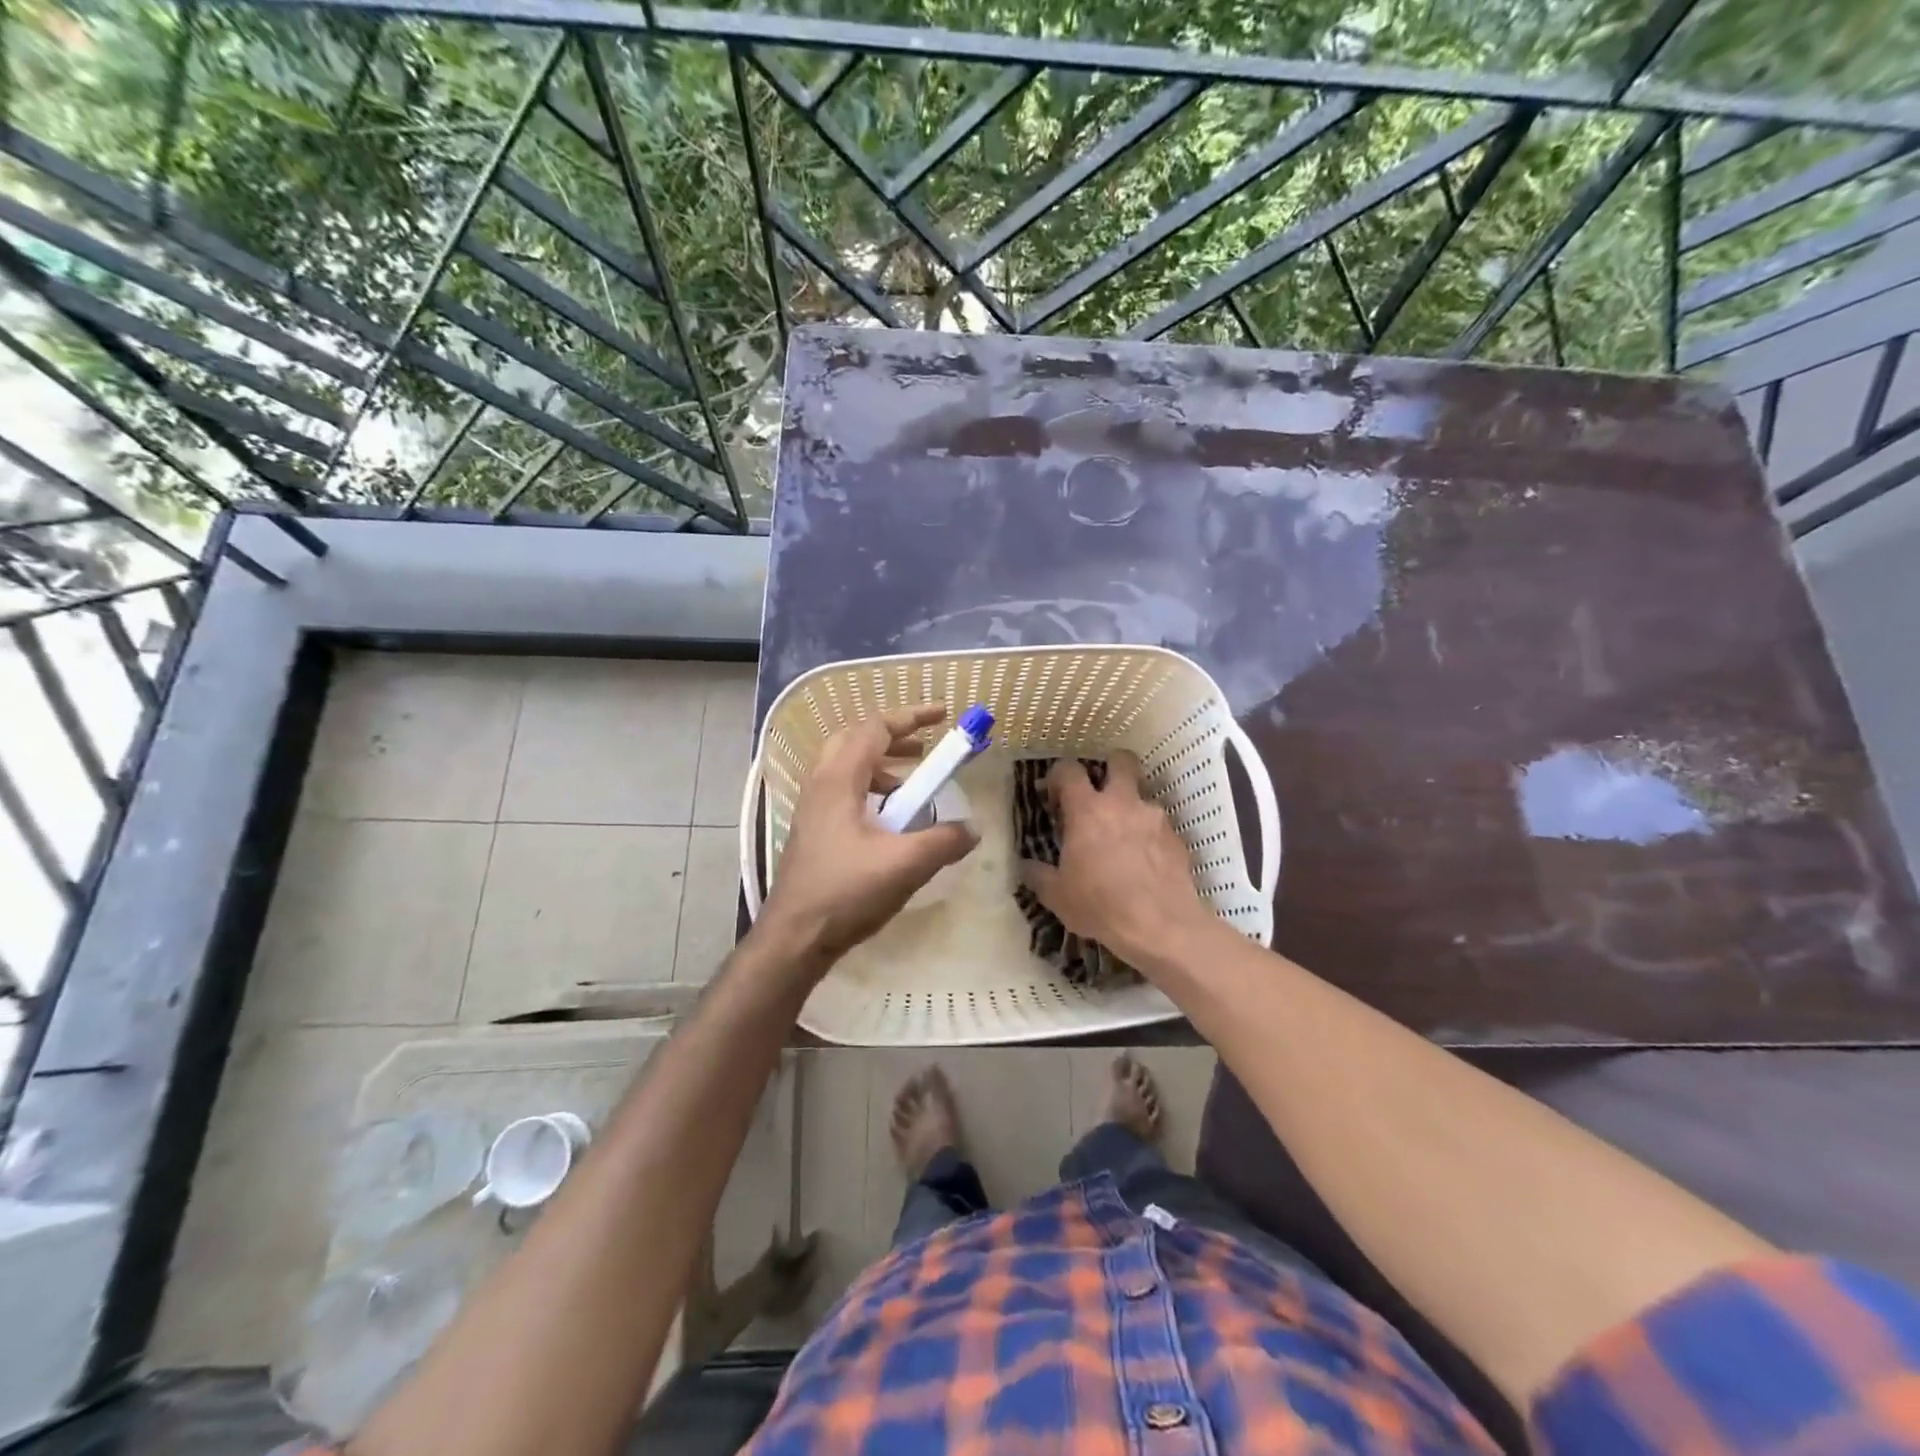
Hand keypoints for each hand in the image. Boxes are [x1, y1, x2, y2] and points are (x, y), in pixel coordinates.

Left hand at [756, 703, 977, 971]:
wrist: (794, 937)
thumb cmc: (845, 892)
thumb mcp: (905, 865)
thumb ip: (944, 841)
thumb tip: (973, 829)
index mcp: (838, 780)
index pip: (874, 729)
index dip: (910, 716)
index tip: (942, 714)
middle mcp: (820, 785)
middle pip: (854, 739)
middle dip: (893, 737)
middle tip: (924, 748)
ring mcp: (812, 809)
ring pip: (846, 766)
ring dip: (882, 766)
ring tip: (912, 786)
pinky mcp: (813, 831)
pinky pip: (843, 791)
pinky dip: (870, 790)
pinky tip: (890, 821)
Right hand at [1019, 753, 1219, 969]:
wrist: (1161, 926)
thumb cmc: (1101, 906)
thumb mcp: (1057, 896)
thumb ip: (1039, 875)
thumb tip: (1027, 866)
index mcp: (1087, 810)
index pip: (1069, 770)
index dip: (1059, 776)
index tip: (1054, 795)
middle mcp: (1122, 803)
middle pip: (1121, 761)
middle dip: (1110, 768)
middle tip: (1100, 792)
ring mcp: (1154, 818)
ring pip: (1143, 795)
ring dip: (1131, 808)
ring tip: (1123, 839)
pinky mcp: (1177, 838)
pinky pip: (1159, 825)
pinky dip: (1149, 835)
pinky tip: (1144, 862)